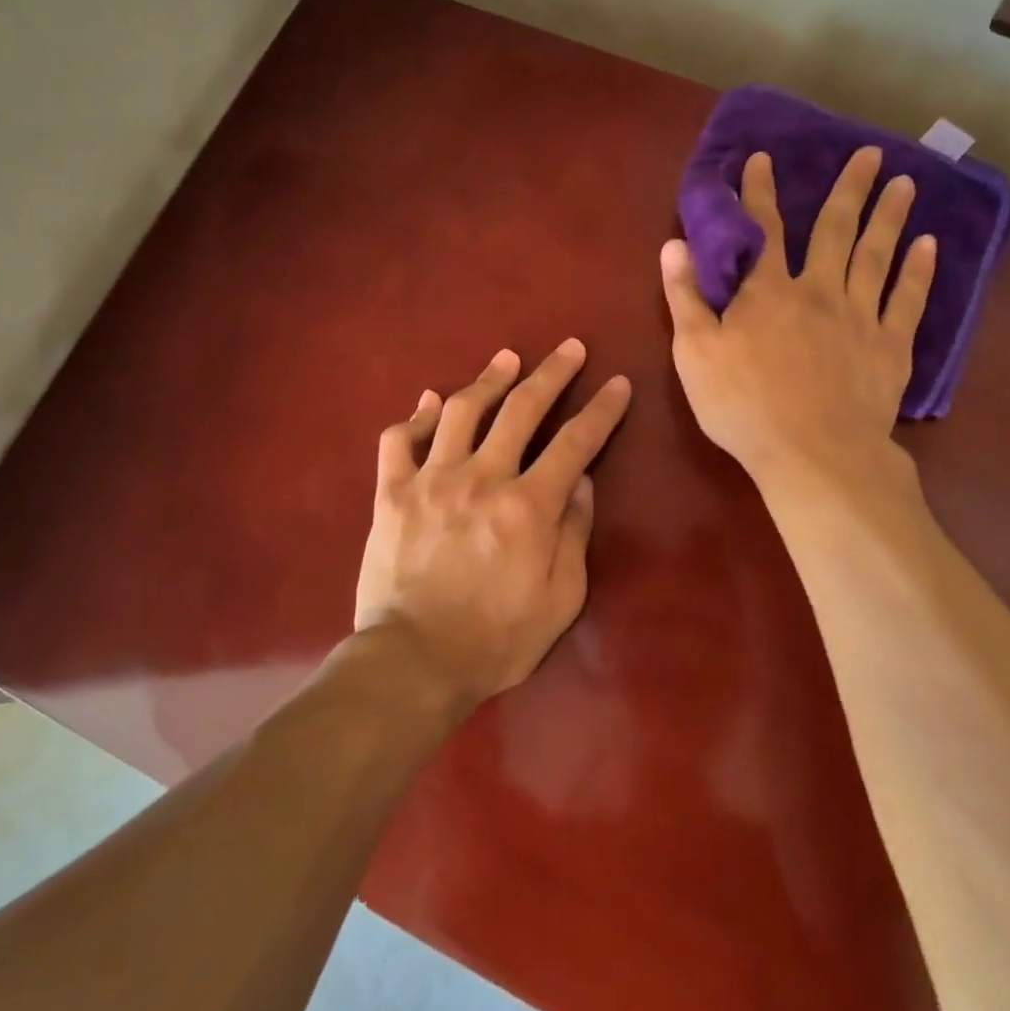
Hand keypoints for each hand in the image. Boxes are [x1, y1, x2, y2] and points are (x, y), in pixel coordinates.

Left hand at [354, 341, 631, 710]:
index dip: (602, 410)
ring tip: (508, 359)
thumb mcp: (560, 599)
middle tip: (569, 348)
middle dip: (552, 374)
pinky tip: (431, 402)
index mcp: (528, 505)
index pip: (576, 442)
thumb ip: (573, 534)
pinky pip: (399, 440)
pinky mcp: (392, 493)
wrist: (412, 662)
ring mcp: (432, 480)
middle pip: (522, 410)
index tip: (617, 384)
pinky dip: (417, 416)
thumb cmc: (496, 640)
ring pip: (463, 411)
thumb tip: (580, 482)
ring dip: (489, 379)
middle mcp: (482, 478)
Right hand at [659, 148, 934, 497]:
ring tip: (904, 182)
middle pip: (834, 231)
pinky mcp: (889, 347)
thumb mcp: (694, 353)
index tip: (763, 158)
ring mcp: (859, 317)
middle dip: (848, 190)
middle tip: (870, 153)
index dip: (759, 193)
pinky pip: (906, 300)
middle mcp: (817, 292)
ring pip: (875, 256)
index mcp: (767, 293)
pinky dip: (918, 271)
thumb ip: (685, 297)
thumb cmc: (743, 406)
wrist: (812, 454)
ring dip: (887, 217)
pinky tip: (927, 245)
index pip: (762, 231)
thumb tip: (673, 245)